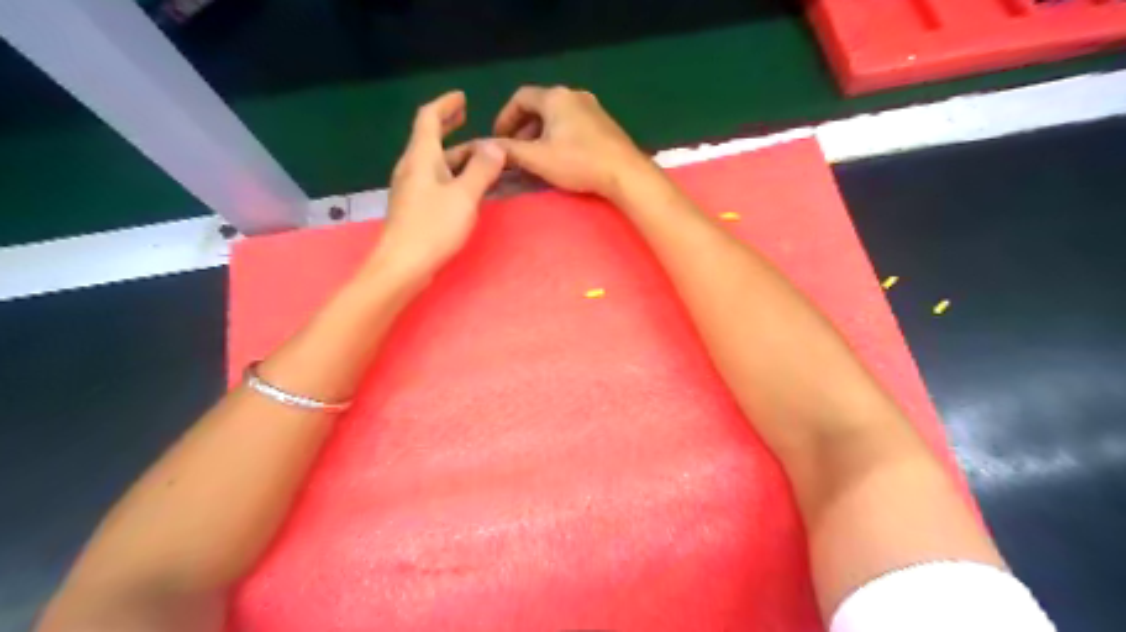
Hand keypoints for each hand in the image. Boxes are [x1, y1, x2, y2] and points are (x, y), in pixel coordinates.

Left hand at [371, 89, 505, 282]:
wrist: (402, 266)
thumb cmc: (432, 227)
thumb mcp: (464, 196)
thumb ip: (481, 169)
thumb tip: (495, 145)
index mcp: (421, 158)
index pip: (428, 118)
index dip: (445, 105)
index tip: (462, 98)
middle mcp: (412, 168)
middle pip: (429, 138)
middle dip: (448, 125)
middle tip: (466, 117)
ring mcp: (411, 189)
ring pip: (434, 162)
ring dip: (455, 154)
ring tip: (479, 156)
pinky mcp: (415, 208)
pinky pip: (436, 181)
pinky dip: (452, 174)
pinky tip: (466, 185)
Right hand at [488, 85, 656, 200]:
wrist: (625, 172)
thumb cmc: (578, 162)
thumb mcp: (537, 158)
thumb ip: (509, 151)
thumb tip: (483, 146)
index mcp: (555, 97)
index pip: (520, 98)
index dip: (504, 117)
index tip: (497, 139)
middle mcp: (573, 95)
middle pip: (539, 106)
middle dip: (522, 129)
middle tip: (515, 152)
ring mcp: (593, 108)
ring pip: (557, 117)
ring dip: (541, 134)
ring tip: (535, 158)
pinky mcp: (605, 124)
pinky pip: (573, 124)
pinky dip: (559, 136)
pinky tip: (560, 158)